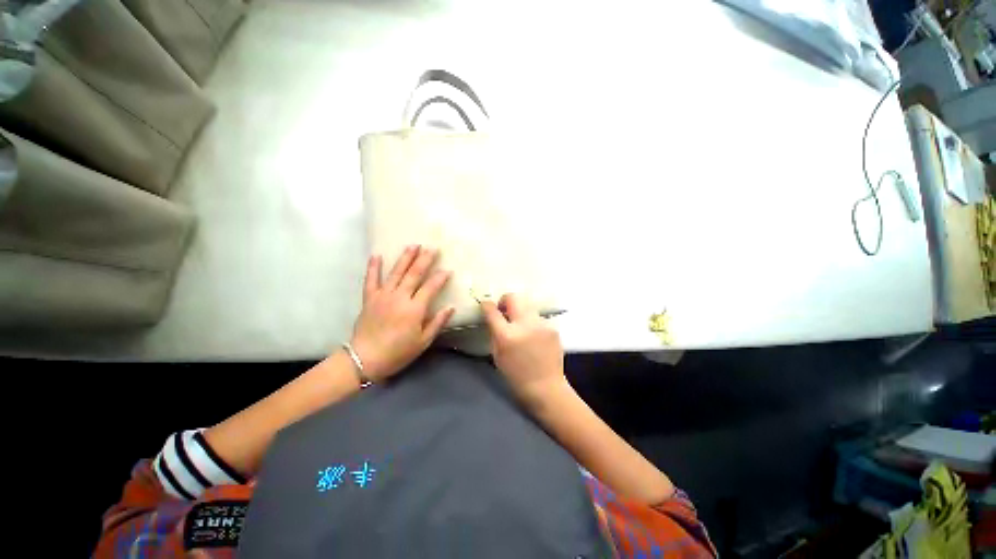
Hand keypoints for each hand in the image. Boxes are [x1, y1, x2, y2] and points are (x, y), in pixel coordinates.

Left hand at [350, 246, 454, 381]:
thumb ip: (437, 323)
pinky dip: (373, 267)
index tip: (448, 270)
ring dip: (405, 258)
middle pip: (414, 274)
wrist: (365, 359)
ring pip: (396, 272)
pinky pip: (371, 279)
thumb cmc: (398, 352)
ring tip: (413, 245)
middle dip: (425, 260)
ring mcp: (383, 296)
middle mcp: (399, 297)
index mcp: (414, 309)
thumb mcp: (423, 341)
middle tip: (432, 248)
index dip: (440, 278)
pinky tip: (377, 255)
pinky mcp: (369, 298)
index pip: (431, 287)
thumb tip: (451, 307)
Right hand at [480, 294, 567, 407]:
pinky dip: (532, 322)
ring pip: (527, 306)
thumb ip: (494, 332)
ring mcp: (541, 324)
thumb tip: (493, 316)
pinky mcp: (552, 327)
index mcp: (507, 335)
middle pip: (514, 297)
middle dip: (506, 301)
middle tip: (504, 312)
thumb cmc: (516, 375)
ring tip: (521, 326)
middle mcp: (525, 325)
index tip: (486, 305)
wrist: (546, 387)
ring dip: (520, 312)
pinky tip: (534, 336)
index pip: (492, 310)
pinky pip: (538, 318)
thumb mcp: (497, 355)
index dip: (487, 305)